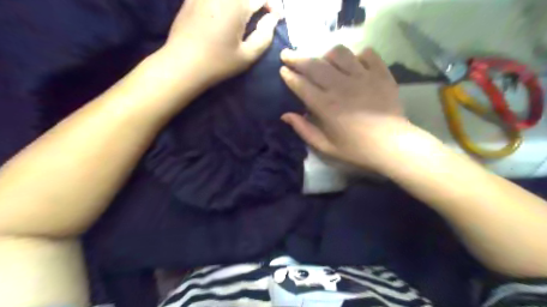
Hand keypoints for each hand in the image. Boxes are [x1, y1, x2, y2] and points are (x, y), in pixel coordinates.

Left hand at [163, 0, 278, 83]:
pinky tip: (226, 11)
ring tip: (248, 12)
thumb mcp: (247, 55)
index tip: (278, 18)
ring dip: (243, 3)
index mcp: (238, 4)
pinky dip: (226, 3)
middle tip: (263, 12)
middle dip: (258, 1)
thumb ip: (265, 36)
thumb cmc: (219, 62)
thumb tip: (273, 19)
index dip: (273, 7)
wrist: (183, 64)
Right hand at [282, 45, 409, 169]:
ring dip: (326, 55)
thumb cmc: (356, 149)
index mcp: (325, 106)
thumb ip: (304, 130)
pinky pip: (367, 54)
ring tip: (324, 60)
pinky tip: (354, 64)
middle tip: (287, 55)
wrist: (392, 145)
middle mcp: (341, 86)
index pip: (301, 84)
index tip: (282, 70)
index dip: (289, 76)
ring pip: (339, 53)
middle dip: (297, 58)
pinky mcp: (380, 74)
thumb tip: (285, 115)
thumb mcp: (325, 146)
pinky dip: (358, 55)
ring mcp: (362, 77)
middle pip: (314, 65)